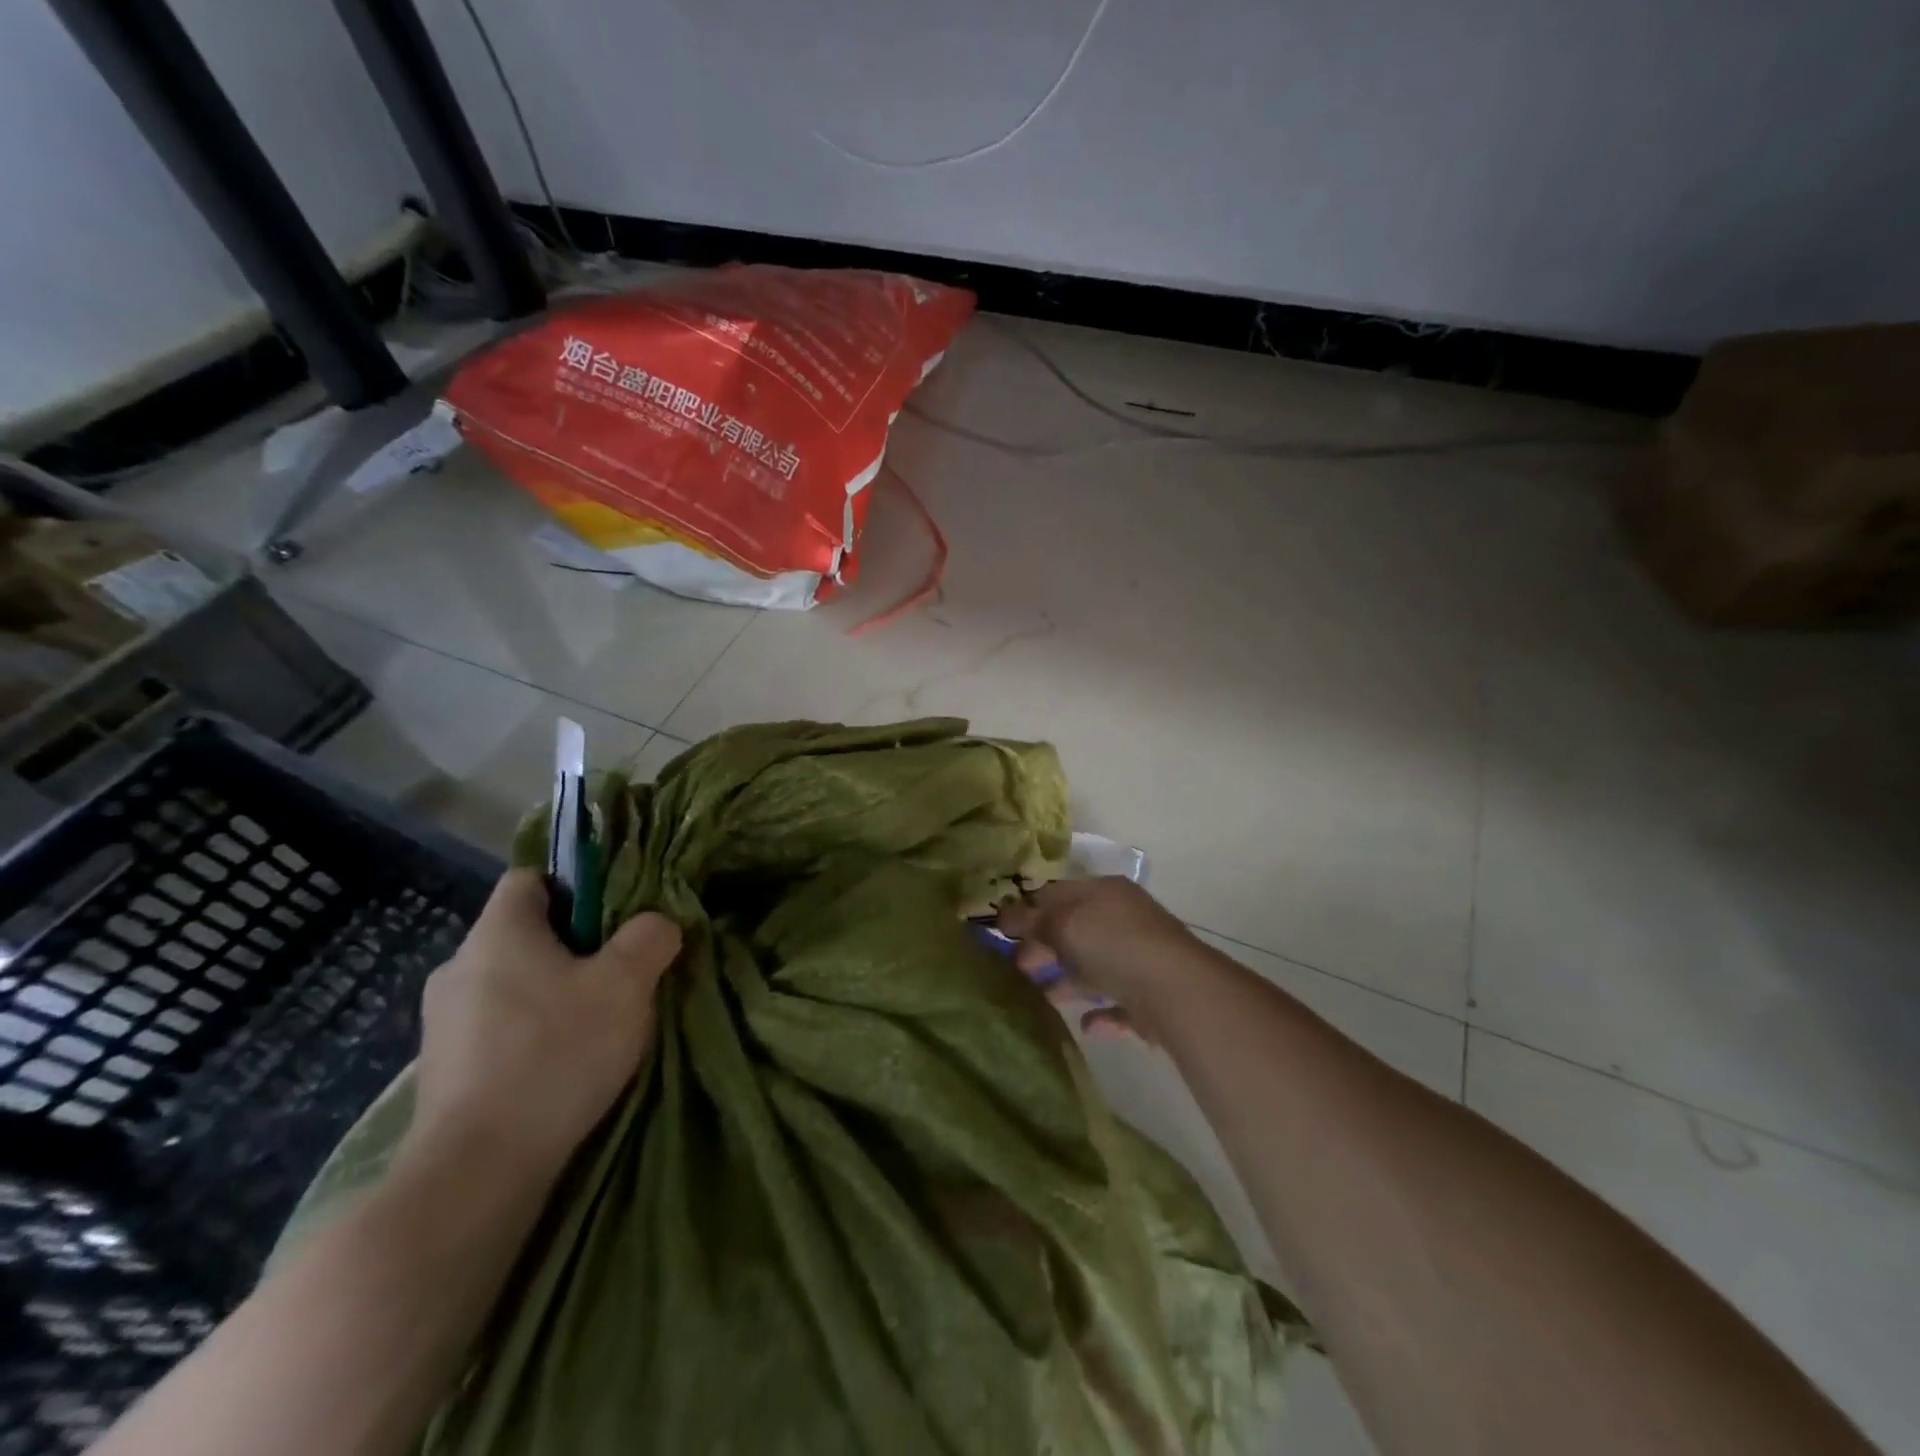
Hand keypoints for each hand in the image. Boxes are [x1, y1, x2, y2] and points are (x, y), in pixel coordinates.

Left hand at [404, 870, 681, 1181]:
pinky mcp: (442, 1070)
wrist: (477, 1170)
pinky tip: (561, 1064)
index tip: (613, 916)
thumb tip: (657, 923)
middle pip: (524, 933)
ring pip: (511, 983)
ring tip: (595, 1023)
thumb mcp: (626, 985)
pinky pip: (496, 1028)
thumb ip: (649, 938)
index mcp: (498, 932)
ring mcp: (442, 1022)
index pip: (530, 878)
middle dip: (572, 946)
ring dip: (552, 993)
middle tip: (618, 972)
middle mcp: (459, 966)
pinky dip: (529, 1034)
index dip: (575, 884)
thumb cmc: (555, 1054)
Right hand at [994, 877, 1192, 1037]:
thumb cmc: (1114, 944)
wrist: (1176, 991)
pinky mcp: (1149, 998)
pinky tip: (1084, 1026)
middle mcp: (1124, 921)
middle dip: (1045, 948)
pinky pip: (1117, 1004)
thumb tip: (1003, 914)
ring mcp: (1139, 959)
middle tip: (1016, 967)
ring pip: (1094, 968)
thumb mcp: (1065, 924)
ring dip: (1067, 982)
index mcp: (1105, 893)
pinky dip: (1099, 1014)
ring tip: (1038, 997)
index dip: (1030, 909)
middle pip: (1075, 931)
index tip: (1003, 931)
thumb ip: (1032, 920)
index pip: (1060, 894)